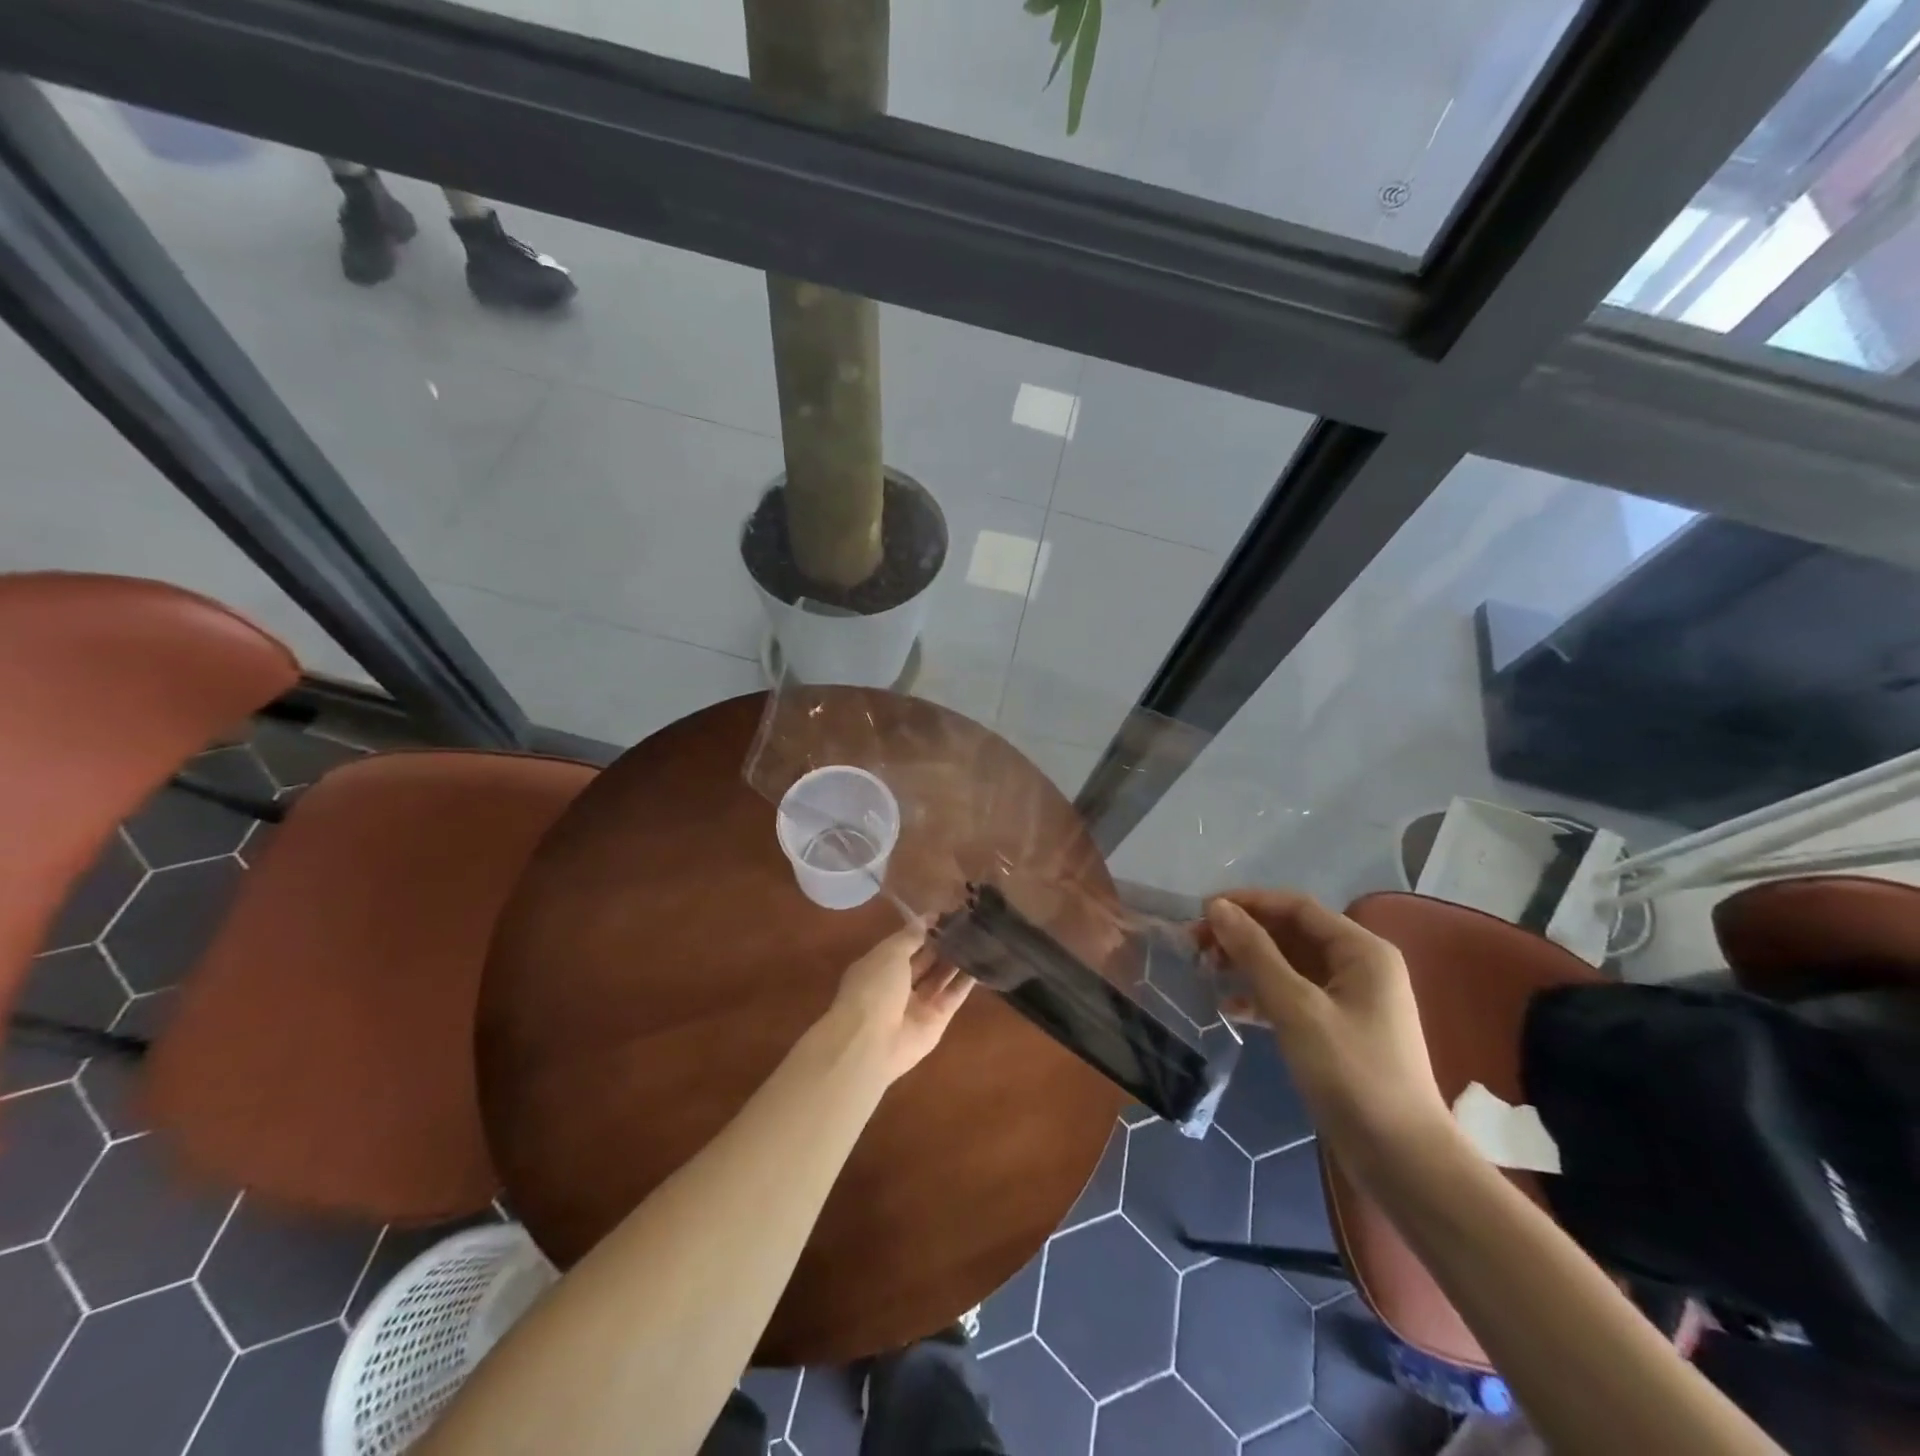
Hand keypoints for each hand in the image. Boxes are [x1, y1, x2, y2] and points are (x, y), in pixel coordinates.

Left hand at [825, 918, 974, 1085]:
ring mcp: (918, 1003)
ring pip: (941, 976)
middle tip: (969, 922)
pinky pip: (954, 995)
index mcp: (880, 965)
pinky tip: (983, 962)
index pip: (906, 942)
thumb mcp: (890, 953)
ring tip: (979, 937)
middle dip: (943, 942)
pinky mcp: (938, 1019)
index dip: (925, 927)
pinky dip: (966, 981)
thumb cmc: (874, 989)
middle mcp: (898, 983)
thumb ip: (911, 936)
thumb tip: (928, 918)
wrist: (872, 1043)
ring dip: (957, 958)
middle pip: (925, 959)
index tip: (948, 913)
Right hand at [1202, 891, 1450, 1166]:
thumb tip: (1217, 907)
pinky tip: (1231, 1009)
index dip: (1248, 903)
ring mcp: (1350, 1000)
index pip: (1296, 907)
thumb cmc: (1352, 1074)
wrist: (1402, 1160)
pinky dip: (1261, 997)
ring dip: (1247, 964)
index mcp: (1361, 951)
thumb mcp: (1296, 1007)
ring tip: (1206, 972)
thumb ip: (1255, 952)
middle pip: (1291, 933)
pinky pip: (1293, 996)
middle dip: (1243, 935)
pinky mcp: (1337, 1030)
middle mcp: (1359, 966)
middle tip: (1196, 945)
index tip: (1202, 912)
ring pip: (1288, 965)